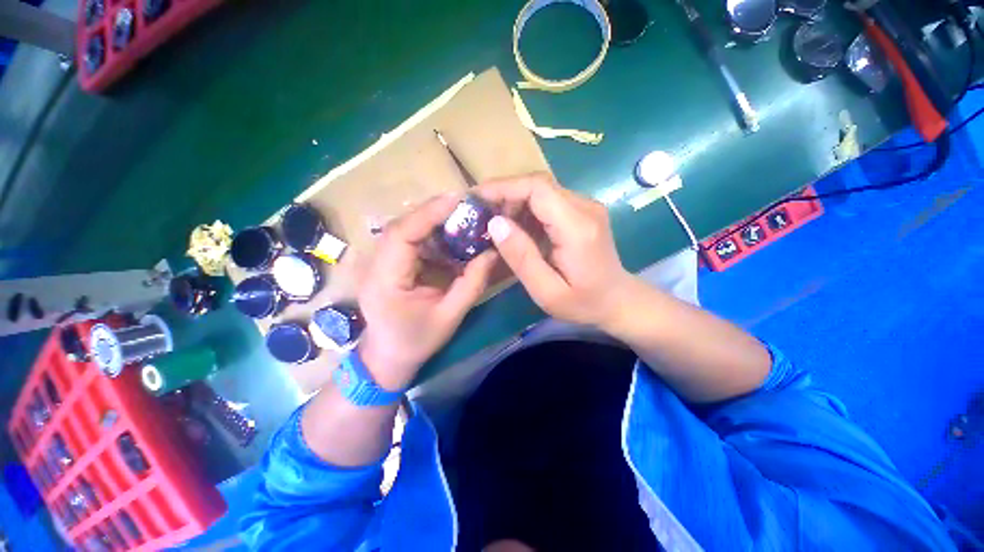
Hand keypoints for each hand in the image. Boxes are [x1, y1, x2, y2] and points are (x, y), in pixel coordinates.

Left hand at [356, 194, 496, 390]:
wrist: (388, 357)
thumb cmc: (417, 341)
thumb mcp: (450, 316)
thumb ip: (472, 284)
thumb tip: (493, 253)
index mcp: (385, 280)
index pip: (402, 234)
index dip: (428, 213)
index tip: (457, 200)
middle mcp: (376, 265)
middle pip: (402, 226)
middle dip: (433, 212)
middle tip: (465, 206)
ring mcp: (379, 262)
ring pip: (405, 229)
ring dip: (433, 222)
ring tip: (461, 218)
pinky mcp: (388, 264)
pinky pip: (409, 241)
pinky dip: (431, 236)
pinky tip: (450, 237)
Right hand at [475, 173, 634, 328]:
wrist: (618, 300)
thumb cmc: (583, 302)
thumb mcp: (546, 291)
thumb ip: (521, 257)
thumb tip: (495, 223)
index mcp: (577, 227)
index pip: (537, 188)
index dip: (503, 187)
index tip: (476, 197)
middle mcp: (585, 207)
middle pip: (538, 184)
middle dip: (505, 194)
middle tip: (481, 215)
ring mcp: (586, 206)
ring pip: (541, 190)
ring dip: (514, 202)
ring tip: (495, 224)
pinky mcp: (582, 211)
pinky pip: (548, 201)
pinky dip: (526, 209)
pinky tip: (515, 227)